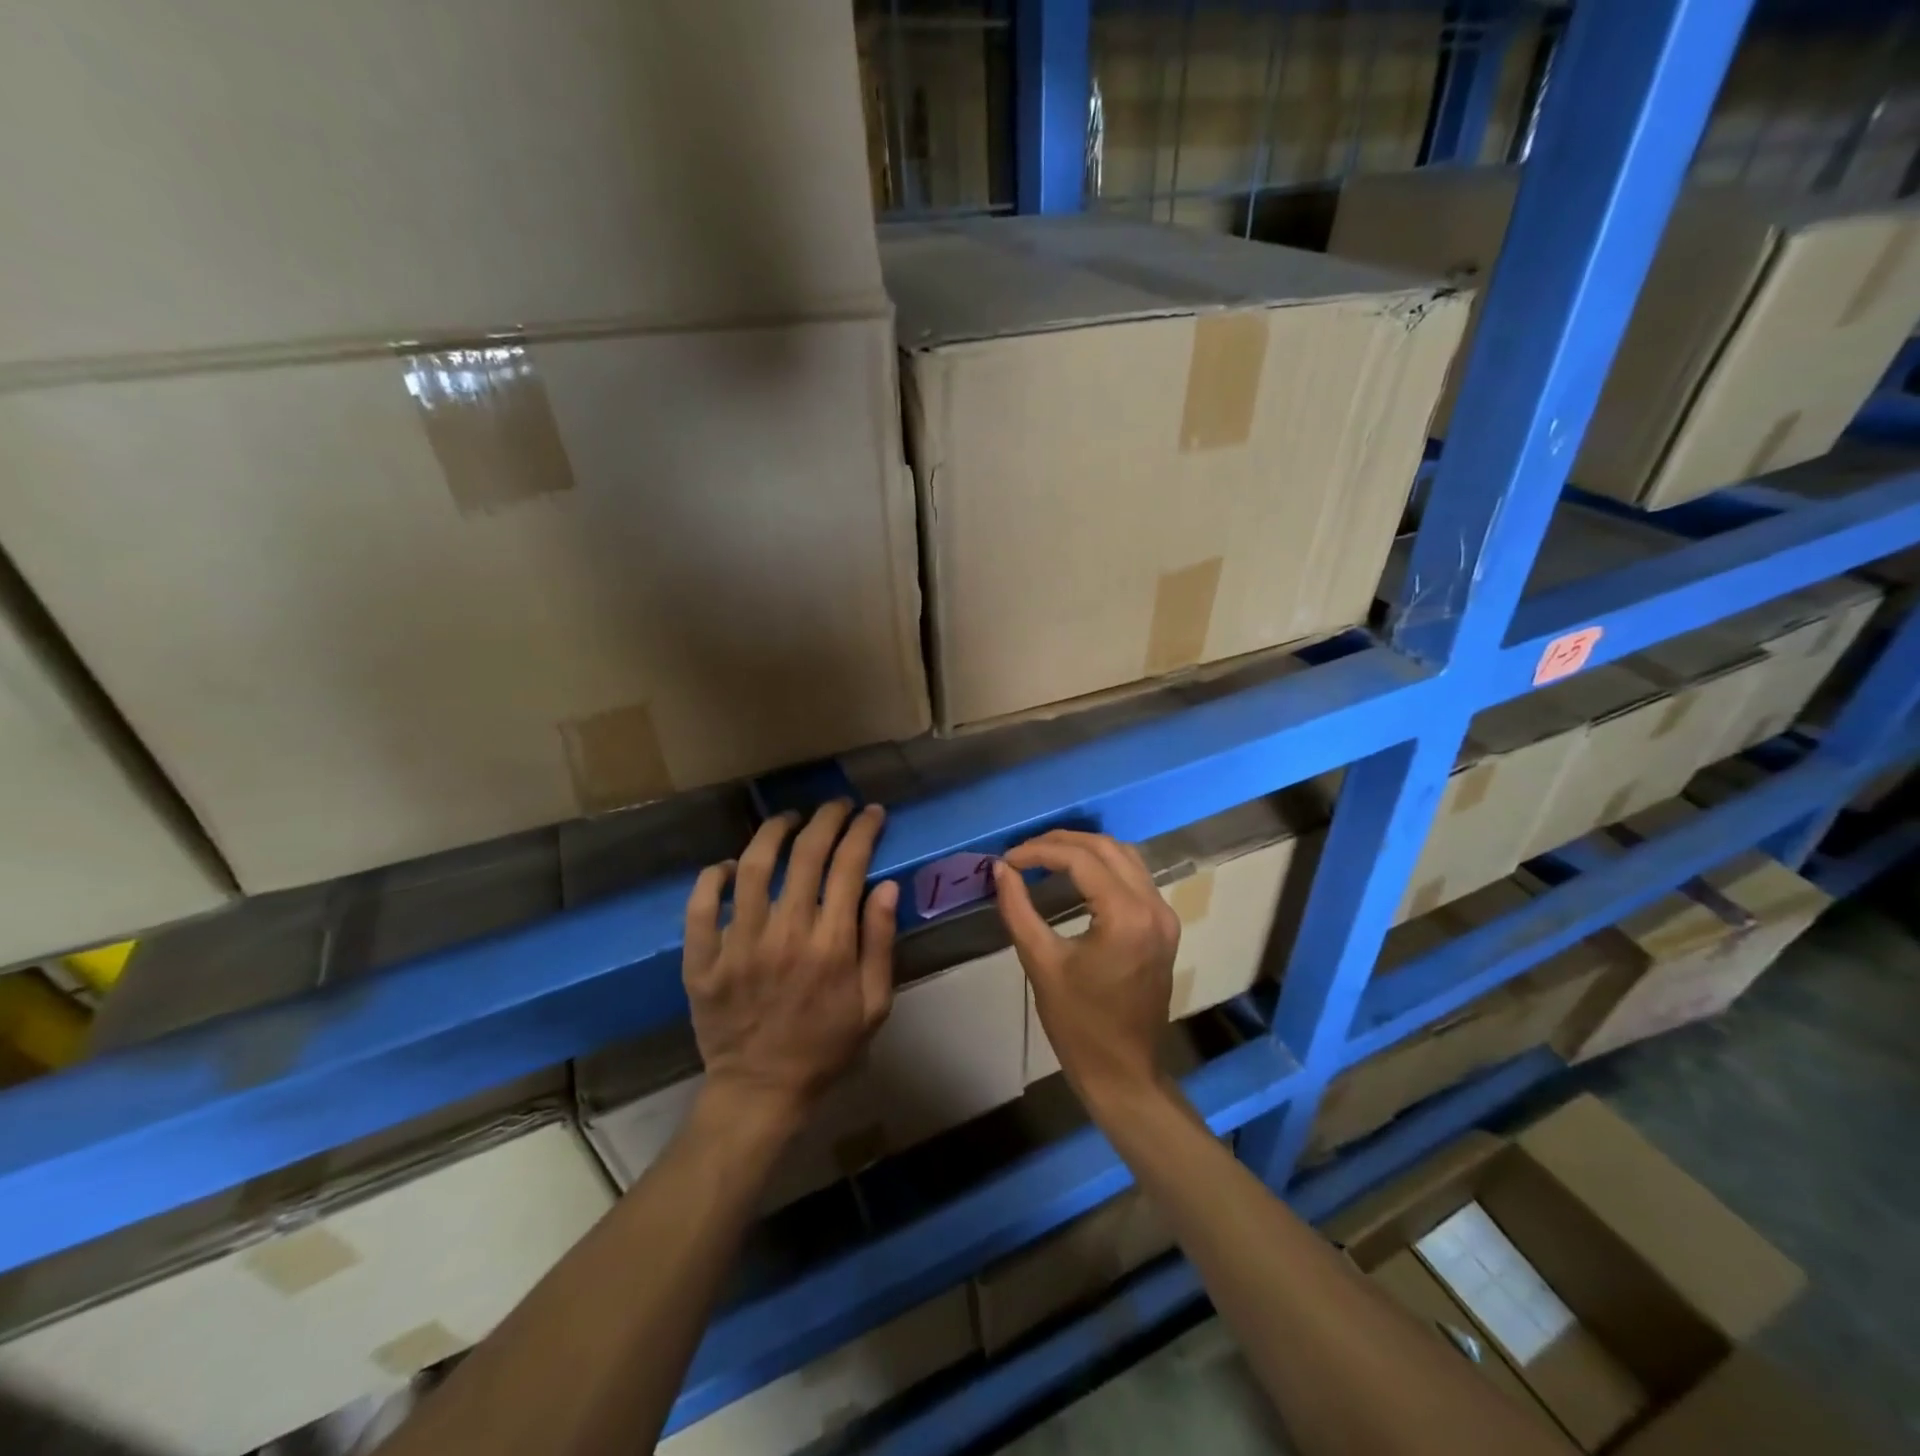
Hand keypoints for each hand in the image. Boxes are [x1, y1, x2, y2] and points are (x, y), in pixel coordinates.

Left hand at [683, 802, 897, 1128]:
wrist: (761, 1091)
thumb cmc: (826, 1047)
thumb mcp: (874, 1004)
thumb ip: (881, 943)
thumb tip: (886, 886)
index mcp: (831, 945)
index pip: (849, 867)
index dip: (863, 831)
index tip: (871, 813)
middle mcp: (785, 935)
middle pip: (806, 855)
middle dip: (826, 819)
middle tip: (835, 806)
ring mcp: (738, 946)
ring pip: (753, 868)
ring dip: (772, 833)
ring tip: (788, 820)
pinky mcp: (702, 961)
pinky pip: (700, 906)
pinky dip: (712, 877)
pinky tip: (730, 866)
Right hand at [992, 831, 1178, 1114]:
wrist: (1123, 1071)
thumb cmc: (1078, 1024)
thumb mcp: (1040, 963)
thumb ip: (1018, 909)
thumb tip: (1001, 870)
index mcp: (1126, 916)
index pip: (1080, 859)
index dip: (1039, 851)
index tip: (1007, 860)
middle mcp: (1153, 906)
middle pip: (1106, 848)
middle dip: (1061, 842)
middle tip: (1023, 853)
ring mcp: (1164, 915)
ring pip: (1125, 856)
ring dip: (1084, 849)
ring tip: (1044, 857)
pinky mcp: (1163, 926)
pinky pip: (1134, 877)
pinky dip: (1103, 866)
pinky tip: (1074, 874)